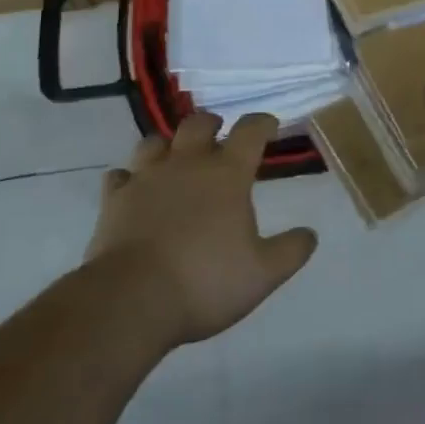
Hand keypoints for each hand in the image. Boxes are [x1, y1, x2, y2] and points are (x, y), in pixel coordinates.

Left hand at [88, 112, 317, 349]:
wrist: (131, 300)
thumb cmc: (204, 281)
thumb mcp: (262, 274)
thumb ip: (290, 251)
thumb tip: (310, 234)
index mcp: (227, 174)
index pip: (250, 131)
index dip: (262, 123)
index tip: (269, 126)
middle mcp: (187, 164)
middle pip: (198, 124)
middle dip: (211, 124)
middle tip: (218, 135)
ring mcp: (147, 178)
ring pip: (154, 142)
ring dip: (167, 145)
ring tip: (173, 157)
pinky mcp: (115, 200)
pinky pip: (119, 177)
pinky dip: (128, 178)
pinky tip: (132, 189)